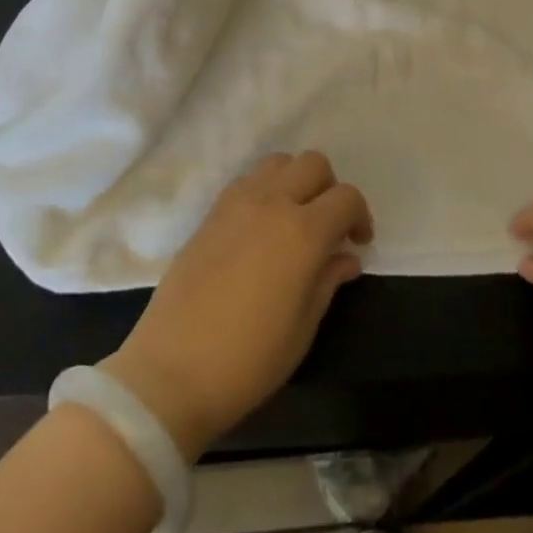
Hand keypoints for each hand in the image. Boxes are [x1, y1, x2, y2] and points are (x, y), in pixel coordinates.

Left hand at [100, 150, 371, 461]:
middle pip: (313, 164)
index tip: (358, 243)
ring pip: (278, 162)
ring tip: (295, 220)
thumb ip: (328, 281)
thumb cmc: (248, 359)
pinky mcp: (211, 212)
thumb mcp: (303, 328)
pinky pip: (248, 180)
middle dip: (330, 188)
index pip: (346, 198)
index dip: (360, 216)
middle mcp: (272, 203)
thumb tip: (346, 257)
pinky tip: (262, 228)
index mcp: (303, 232)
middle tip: (329, 227)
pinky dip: (265, 190)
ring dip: (295, 181)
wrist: (172, 370)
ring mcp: (236, 202)